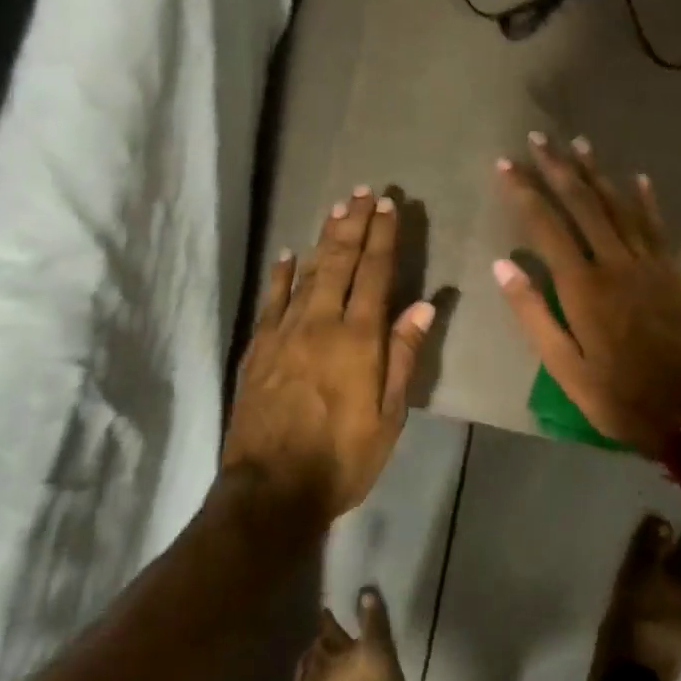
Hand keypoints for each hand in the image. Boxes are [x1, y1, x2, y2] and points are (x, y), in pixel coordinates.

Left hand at [223, 189, 435, 523]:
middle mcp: (320, 323)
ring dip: (322, 238)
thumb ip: (403, 357)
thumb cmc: (342, 457)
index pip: (375, 274)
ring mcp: (284, 333)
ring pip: (306, 272)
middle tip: (363, 192)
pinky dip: (280, 275)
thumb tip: (421, 306)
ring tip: (336, 209)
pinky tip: (286, 255)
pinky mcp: (258, 348)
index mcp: (358, 339)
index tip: (389, 205)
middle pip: (339, 262)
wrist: (271, 489)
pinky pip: (271, 300)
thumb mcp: (389, 416)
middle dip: (354, 224)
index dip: (383, 237)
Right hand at [494, 136, 680, 459]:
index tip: (505, 164)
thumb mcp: (563, 366)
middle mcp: (615, 262)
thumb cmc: (615, 394)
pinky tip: (639, 177)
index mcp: (582, 286)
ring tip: (579, 143)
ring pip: (619, 206)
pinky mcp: (673, 272)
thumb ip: (533, 313)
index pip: (546, 225)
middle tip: (538, 137)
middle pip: (583, 203)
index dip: (524, 191)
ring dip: (597, 173)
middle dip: (558, 168)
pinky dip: (647, 200)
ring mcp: (648, 263)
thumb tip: (502, 265)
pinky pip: (657, 226)